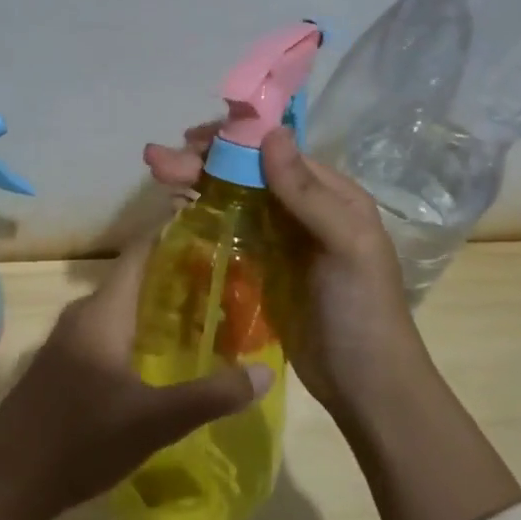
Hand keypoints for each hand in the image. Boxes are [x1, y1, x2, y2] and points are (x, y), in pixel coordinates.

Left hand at [0, 237, 271, 519]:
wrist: (8, 481)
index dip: (173, 236)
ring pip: (119, 309)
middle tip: (225, 281)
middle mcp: (82, 316)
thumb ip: (211, 395)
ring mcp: (67, 341)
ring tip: (203, 316)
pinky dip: (137, 332)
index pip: (140, 253)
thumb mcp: (154, 421)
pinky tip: (160, 357)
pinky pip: (106, 332)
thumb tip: (266, 373)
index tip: (213, 230)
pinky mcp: (62, 366)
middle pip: (133, 280)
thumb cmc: (81, 439)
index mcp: (102, 313)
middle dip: (176, 277)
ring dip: (156, 308)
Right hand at [145, 124, 432, 430]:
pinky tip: (174, 213)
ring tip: (157, 176)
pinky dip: (201, 219)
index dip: (232, 142)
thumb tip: (271, 133)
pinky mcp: (259, 270)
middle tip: (156, 162)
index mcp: (330, 195)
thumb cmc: (363, 311)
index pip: (274, 153)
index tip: (191, 140)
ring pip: (231, 200)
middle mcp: (301, 210)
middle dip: (202, 162)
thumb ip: (308, 193)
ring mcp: (278, 241)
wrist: (364, 386)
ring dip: (196, 185)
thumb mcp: (347, 246)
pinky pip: (226, 234)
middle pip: (245, 174)